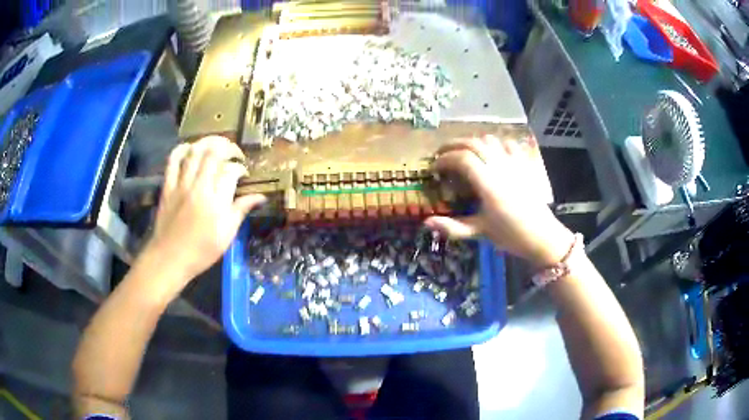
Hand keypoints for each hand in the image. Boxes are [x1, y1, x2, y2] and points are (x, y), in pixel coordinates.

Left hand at [138, 136, 265, 296]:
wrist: (170, 258)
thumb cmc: (201, 251)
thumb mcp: (227, 235)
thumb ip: (241, 210)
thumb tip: (261, 197)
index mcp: (216, 201)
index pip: (231, 171)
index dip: (240, 168)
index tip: (243, 174)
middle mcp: (199, 187)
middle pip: (214, 153)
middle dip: (228, 147)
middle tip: (234, 153)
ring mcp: (181, 184)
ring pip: (195, 152)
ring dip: (208, 143)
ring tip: (216, 145)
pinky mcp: (168, 186)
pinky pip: (173, 160)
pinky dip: (182, 149)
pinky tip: (190, 148)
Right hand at [424, 135, 573, 267]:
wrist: (543, 236)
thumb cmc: (510, 235)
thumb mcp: (480, 232)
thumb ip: (453, 227)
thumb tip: (426, 223)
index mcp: (488, 183)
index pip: (462, 158)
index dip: (444, 159)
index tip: (434, 168)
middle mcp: (499, 166)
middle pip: (472, 143)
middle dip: (452, 145)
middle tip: (441, 154)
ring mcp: (513, 163)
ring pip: (489, 140)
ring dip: (472, 142)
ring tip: (462, 152)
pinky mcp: (524, 164)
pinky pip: (508, 144)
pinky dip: (495, 143)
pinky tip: (491, 152)